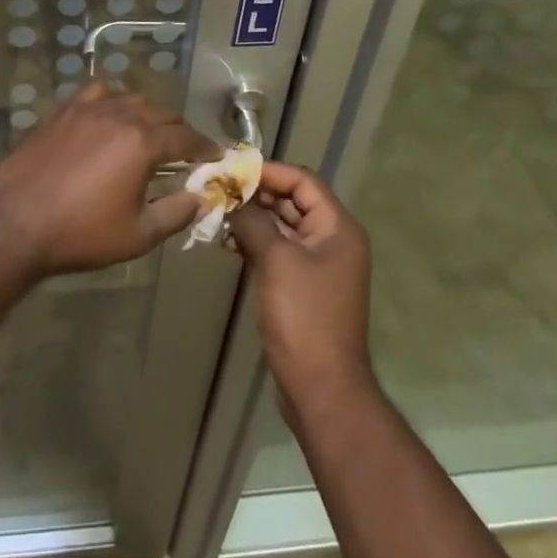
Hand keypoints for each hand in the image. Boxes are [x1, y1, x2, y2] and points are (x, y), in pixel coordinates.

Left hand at [0, 80, 216, 276]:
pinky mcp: (63, 111)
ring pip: (130, 97)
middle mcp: (120, 115)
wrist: (15, 223)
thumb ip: (175, 213)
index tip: (215, 155)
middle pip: (161, 112)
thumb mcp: (137, 235)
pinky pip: (97, 93)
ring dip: (148, 112)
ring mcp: (88, 109)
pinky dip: (113, 99)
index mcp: (142, 143)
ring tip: (149, 131)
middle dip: (179, 129)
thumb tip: (201, 199)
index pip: (185, 137)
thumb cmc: (80, 234)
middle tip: (184, 150)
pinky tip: (110, 115)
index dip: (204, 146)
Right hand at [229, 161, 373, 409]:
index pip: (302, 181)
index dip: (269, 171)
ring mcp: (318, 265)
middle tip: (218, 190)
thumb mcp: (276, 260)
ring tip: (218, 216)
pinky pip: (278, 251)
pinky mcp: (302, 286)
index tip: (232, 170)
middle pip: (292, 202)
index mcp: (338, 228)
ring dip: (252, 219)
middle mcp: (332, 240)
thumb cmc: (304, 316)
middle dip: (256, 195)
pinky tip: (228, 243)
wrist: (321, 387)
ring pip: (282, 227)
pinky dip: (255, 243)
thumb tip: (231, 197)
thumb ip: (253, 221)